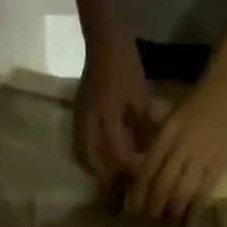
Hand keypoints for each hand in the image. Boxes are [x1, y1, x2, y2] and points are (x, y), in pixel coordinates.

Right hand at [74, 39, 151, 198]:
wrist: (103, 40)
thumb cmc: (125, 65)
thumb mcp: (141, 96)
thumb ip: (144, 127)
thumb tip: (148, 153)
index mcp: (107, 116)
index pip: (117, 154)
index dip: (129, 170)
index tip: (140, 180)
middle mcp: (89, 123)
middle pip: (94, 162)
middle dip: (107, 178)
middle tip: (122, 186)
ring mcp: (80, 119)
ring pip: (84, 156)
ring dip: (96, 170)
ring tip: (110, 179)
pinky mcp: (77, 116)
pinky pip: (81, 145)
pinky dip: (90, 157)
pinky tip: (100, 161)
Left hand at [126, 62, 226, 224]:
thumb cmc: (196, 101)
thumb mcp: (169, 116)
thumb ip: (157, 140)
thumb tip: (142, 171)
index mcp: (167, 132)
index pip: (148, 169)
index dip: (139, 192)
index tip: (132, 209)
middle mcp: (182, 145)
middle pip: (162, 184)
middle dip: (154, 206)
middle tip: (150, 219)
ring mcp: (203, 155)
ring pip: (182, 191)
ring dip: (173, 211)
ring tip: (168, 223)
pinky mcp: (221, 162)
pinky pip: (205, 192)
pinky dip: (194, 208)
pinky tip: (188, 219)